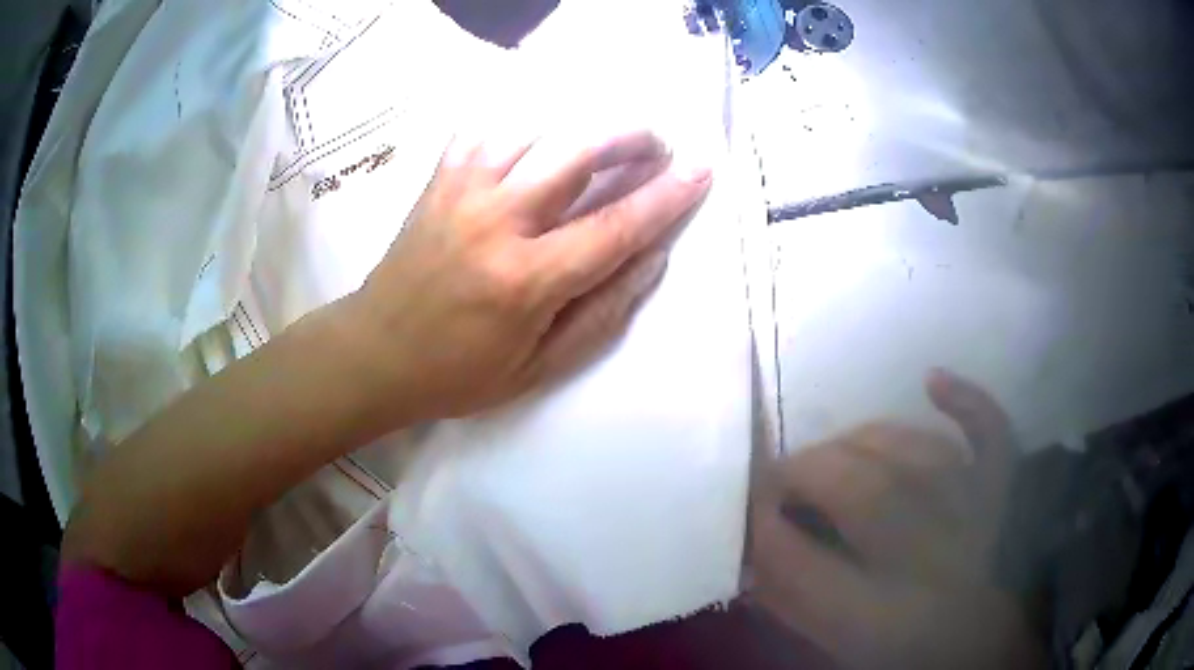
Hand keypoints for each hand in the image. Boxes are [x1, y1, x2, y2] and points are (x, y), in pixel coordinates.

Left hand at [336, 130, 711, 426]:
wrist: (375, 352)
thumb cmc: (459, 372)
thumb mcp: (539, 367)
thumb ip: (602, 312)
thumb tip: (652, 258)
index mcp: (526, 279)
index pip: (616, 226)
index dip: (667, 196)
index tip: (701, 170)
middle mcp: (497, 221)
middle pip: (577, 151)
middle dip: (630, 137)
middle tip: (655, 146)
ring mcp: (462, 192)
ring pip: (536, 129)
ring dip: (583, 126)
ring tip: (606, 141)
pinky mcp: (439, 181)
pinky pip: (486, 129)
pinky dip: (523, 123)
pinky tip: (541, 136)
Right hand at [750, 370, 1045, 669]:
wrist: (982, 648)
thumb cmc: (904, 654)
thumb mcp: (838, 649)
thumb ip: (792, 605)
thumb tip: (751, 555)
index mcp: (884, 623)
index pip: (807, 567)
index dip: (765, 529)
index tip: (748, 510)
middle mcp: (937, 567)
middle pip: (870, 495)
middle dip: (810, 471)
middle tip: (783, 476)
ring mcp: (981, 519)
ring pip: (921, 456)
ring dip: (865, 441)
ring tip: (834, 453)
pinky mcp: (1006, 490)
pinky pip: (993, 435)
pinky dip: (969, 401)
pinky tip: (933, 380)